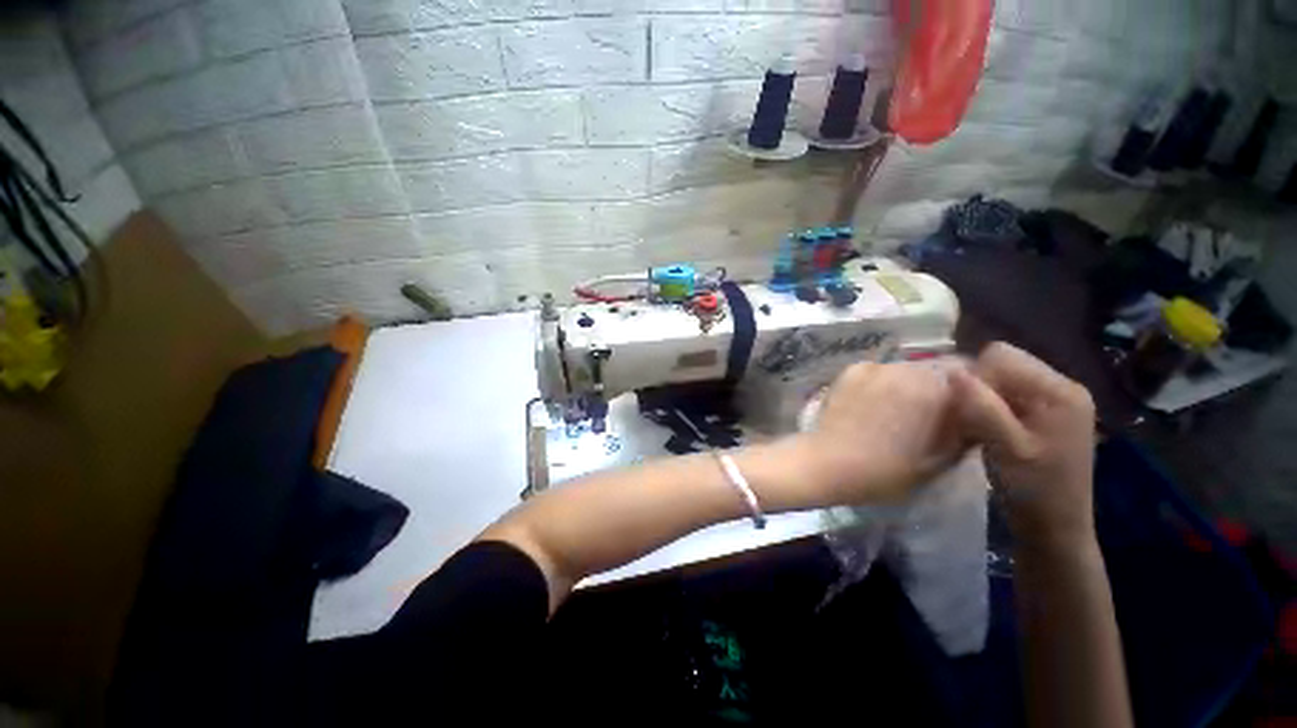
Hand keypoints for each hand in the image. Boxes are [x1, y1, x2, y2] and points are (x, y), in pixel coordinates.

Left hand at [794, 360, 965, 505]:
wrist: (828, 461)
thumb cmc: (886, 469)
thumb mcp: (938, 460)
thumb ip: (963, 432)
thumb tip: (974, 416)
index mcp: (932, 387)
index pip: (967, 372)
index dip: (971, 390)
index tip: (965, 410)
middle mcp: (903, 368)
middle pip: (934, 368)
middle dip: (939, 387)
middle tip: (934, 413)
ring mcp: (873, 366)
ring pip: (905, 369)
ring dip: (910, 384)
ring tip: (901, 410)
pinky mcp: (850, 370)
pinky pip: (878, 372)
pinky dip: (884, 383)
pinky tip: (874, 404)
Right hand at [950, 343, 1096, 549]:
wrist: (1055, 527)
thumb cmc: (1034, 489)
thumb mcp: (1006, 447)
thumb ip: (982, 407)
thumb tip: (951, 370)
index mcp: (1060, 391)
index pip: (1001, 356)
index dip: (976, 378)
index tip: (971, 411)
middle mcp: (1062, 387)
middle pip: (1003, 364)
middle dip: (980, 388)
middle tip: (976, 422)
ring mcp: (1056, 401)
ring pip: (1002, 380)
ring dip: (984, 400)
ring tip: (983, 429)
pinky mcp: (1047, 414)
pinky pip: (1008, 395)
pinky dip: (992, 409)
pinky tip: (991, 432)